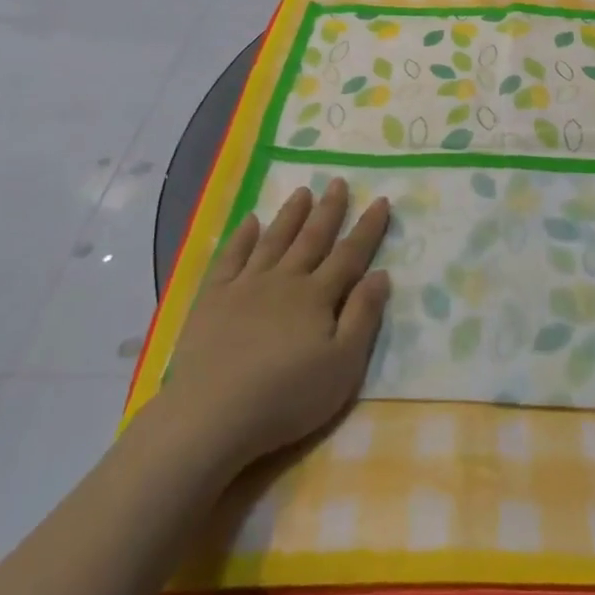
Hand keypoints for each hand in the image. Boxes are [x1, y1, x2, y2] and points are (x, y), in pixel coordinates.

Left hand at [161, 180, 391, 476]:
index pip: (350, 254)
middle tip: (339, 181)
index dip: (368, 228)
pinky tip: (250, 221)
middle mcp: (284, 280)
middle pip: (311, 238)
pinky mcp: (213, 298)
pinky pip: (231, 258)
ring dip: (290, 215)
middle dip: (328, 210)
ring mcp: (246, 285)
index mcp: (317, 296)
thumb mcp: (342, 365)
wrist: (214, 413)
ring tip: (303, 191)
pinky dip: (242, 237)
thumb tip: (380, 274)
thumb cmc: (287, 396)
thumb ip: (363, 317)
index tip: (381, 200)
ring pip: (274, 240)